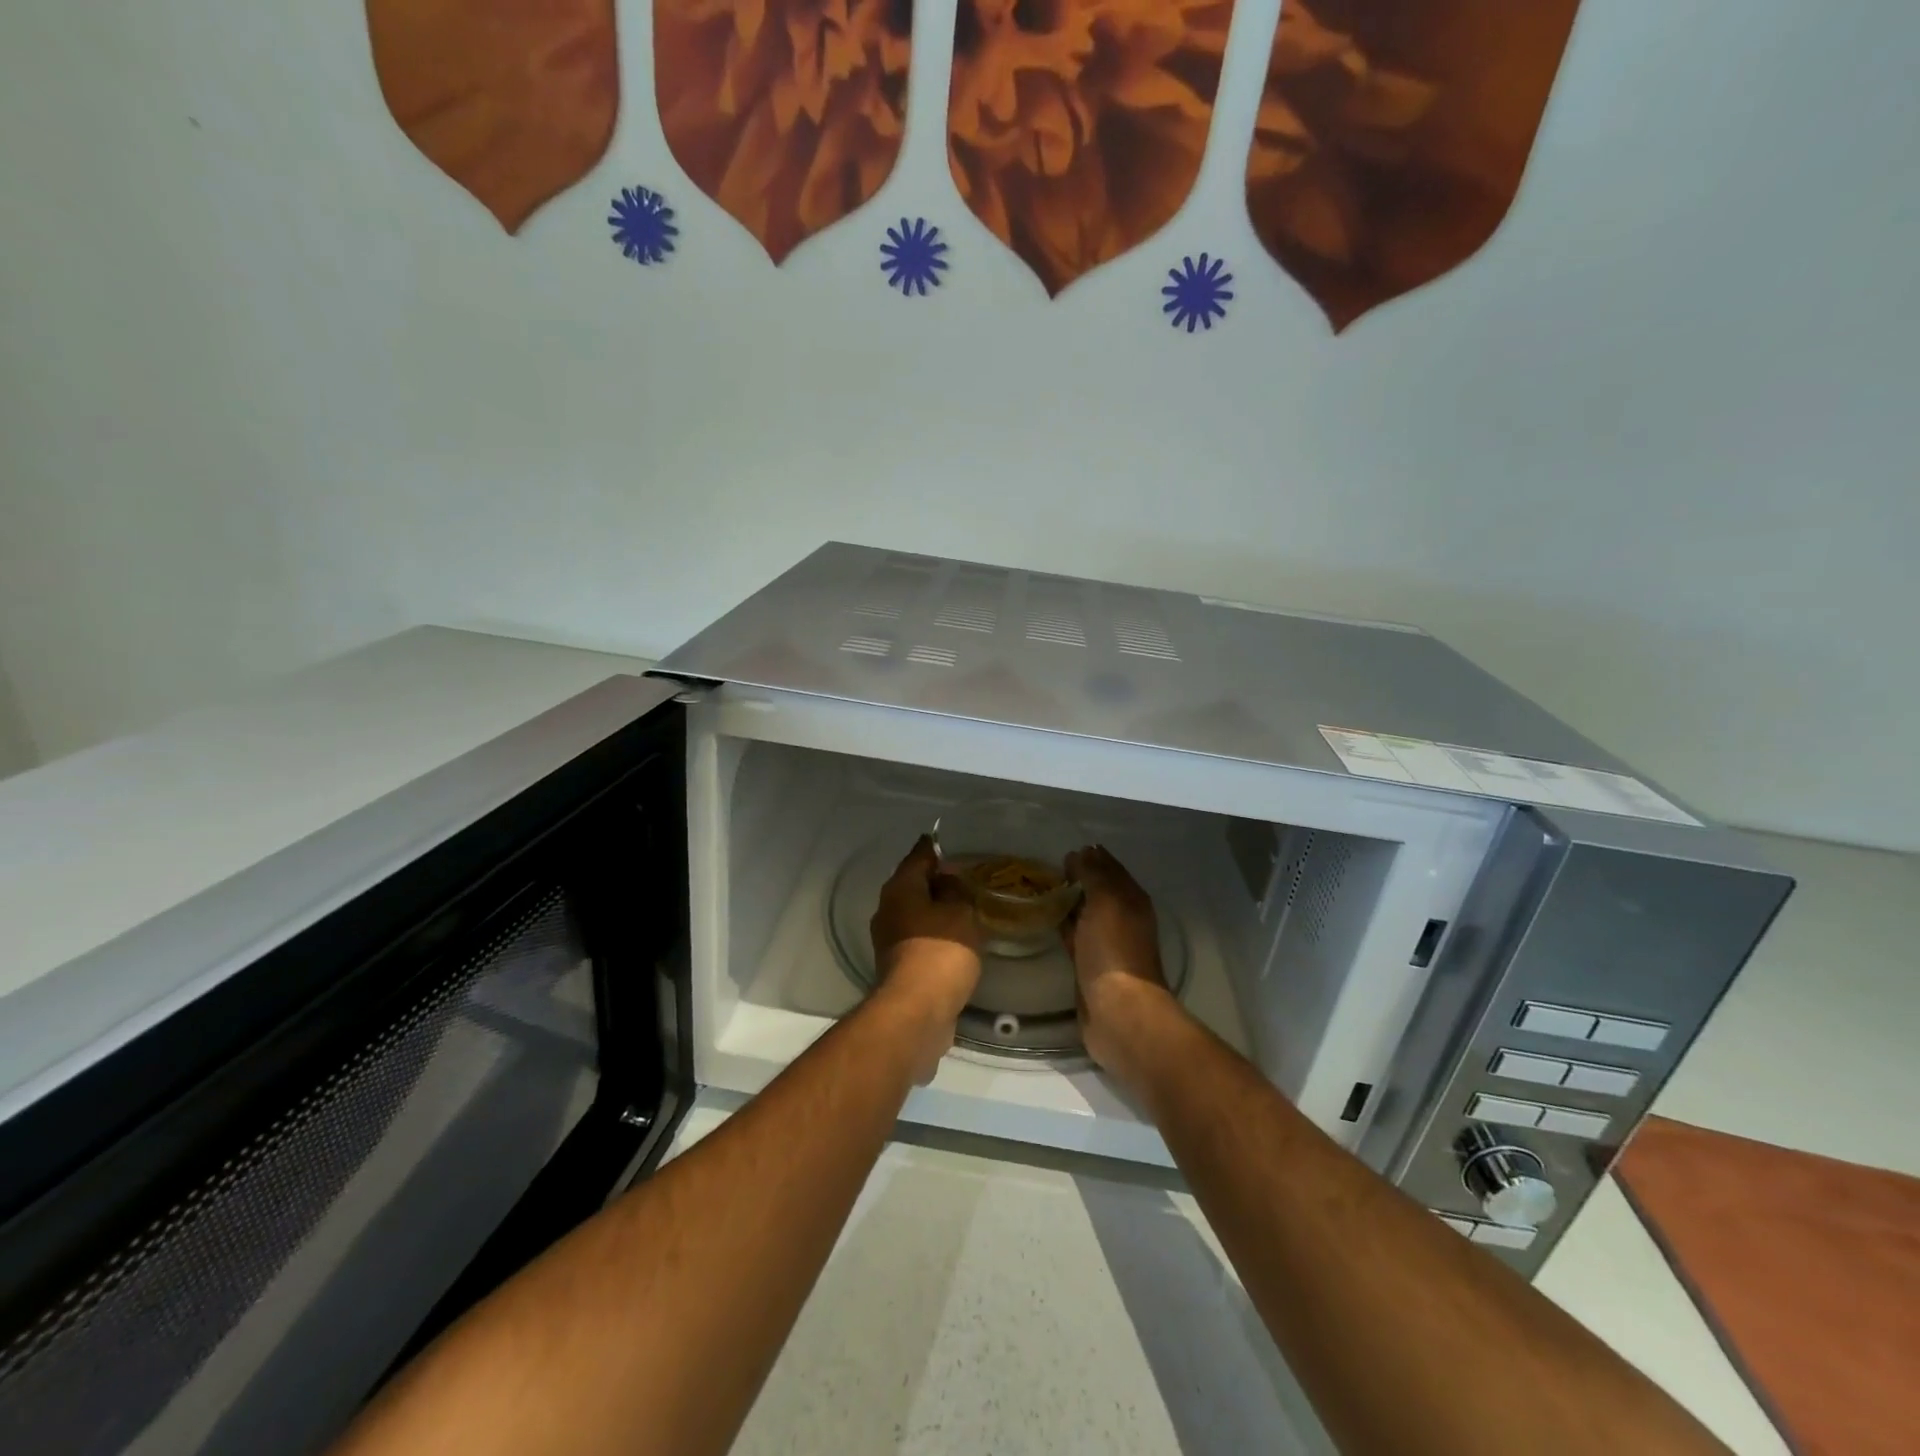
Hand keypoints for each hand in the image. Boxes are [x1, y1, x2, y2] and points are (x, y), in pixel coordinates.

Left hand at [868, 835, 981, 1079]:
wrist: (917, 1012)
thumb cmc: (940, 952)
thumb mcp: (959, 912)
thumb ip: (956, 890)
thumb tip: (947, 880)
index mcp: (900, 888)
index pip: (919, 855)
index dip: (937, 847)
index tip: (954, 842)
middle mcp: (888, 909)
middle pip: (914, 884)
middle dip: (938, 880)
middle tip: (968, 877)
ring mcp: (890, 939)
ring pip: (917, 912)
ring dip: (938, 909)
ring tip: (968, 907)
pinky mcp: (898, 964)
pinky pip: (920, 937)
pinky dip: (937, 933)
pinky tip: (958, 937)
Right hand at [1063, 846, 1180, 1090]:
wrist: (1117, 1011)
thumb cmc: (1113, 950)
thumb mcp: (1106, 901)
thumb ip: (1094, 874)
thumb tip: (1081, 853)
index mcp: (1131, 899)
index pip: (1110, 868)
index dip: (1091, 857)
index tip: (1063, 851)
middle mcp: (1122, 918)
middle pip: (1098, 890)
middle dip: (1077, 877)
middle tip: (1046, 868)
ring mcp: (1105, 942)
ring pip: (1085, 912)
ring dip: (1068, 901)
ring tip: (1039, 889)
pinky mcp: (1088, 964)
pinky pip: (1074, 935)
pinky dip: (1062, 924)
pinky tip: (1044, 918)